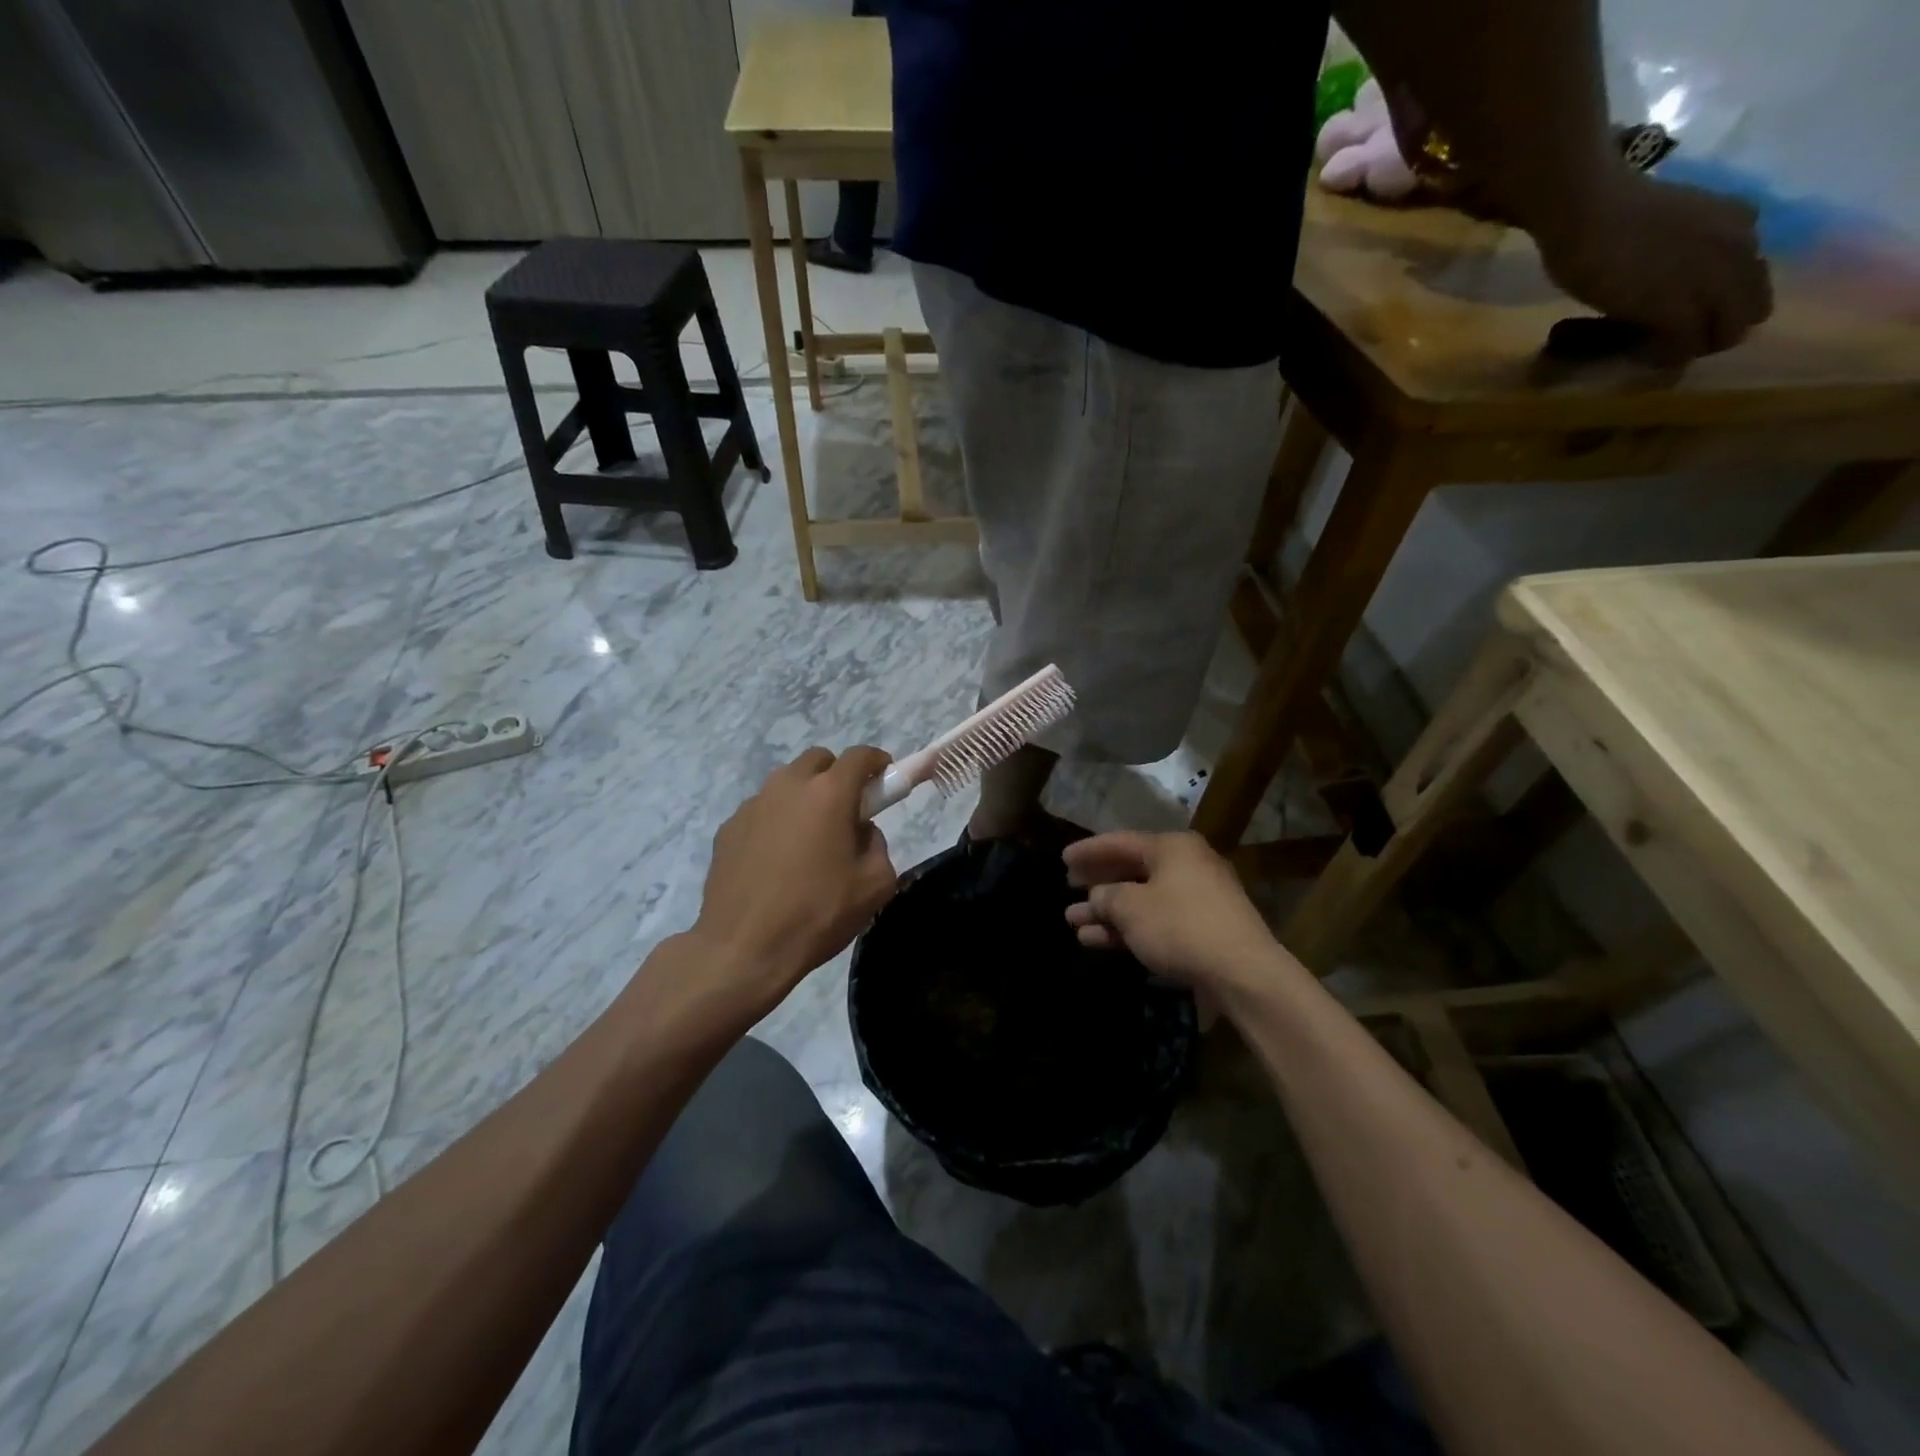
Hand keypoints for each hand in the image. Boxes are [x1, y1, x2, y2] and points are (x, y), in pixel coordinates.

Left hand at [690, 747, 896, 1018]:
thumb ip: (878, 845)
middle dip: (837, 775)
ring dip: (804, 797)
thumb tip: (862, 832)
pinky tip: (776, 861)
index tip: (884, 777)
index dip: (877, 762)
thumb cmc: (818, 914)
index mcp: (829, 794)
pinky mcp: (728, 828)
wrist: (744, 948)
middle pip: (818, 760)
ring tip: (808, 840)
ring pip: (786, 783)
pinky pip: (761, 811)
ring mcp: (753, 805)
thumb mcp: (875, 885)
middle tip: (846, 811)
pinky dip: (776, 821)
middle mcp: (788, 787)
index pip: (860, 756)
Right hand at [1063, 831, 1285, 994]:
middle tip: (1069, 887)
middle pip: (1132, 870)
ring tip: (1074, 921)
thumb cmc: (1180, 926)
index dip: (1088, 851)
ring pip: (1143, 899)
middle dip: (1098, 883)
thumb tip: (1098, 897)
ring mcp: (1198, 898)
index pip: (1121, 842)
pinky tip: (1099, 940)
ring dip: (1108, 911)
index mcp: (1172, 847)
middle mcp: (1188, 865)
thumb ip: (1106, 897)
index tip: (1063, 858)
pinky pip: (1157, 920)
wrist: (1242, 972)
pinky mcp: (1204, 929)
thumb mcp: (1130, 907)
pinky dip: (1129, 928)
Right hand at [1534, 169, 1772, 361]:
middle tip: (1670, 342)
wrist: (1589, 210)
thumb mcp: (1668, 224)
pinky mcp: (1675, 311)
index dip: (1718, 303)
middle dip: (1713, 331)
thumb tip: (1663, 276)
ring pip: (1723, 333)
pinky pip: (1682, 348)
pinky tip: (1640, 360)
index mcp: (1740, 224)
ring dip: (1690, 347)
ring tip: (1654, 351)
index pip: (1749, 278)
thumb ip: (1682, 247)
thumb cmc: (1611, 211)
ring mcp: (1710, 282)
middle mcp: (1739, 251)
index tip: (1681, 316)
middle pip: (1748, 311)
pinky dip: (1664, 360)